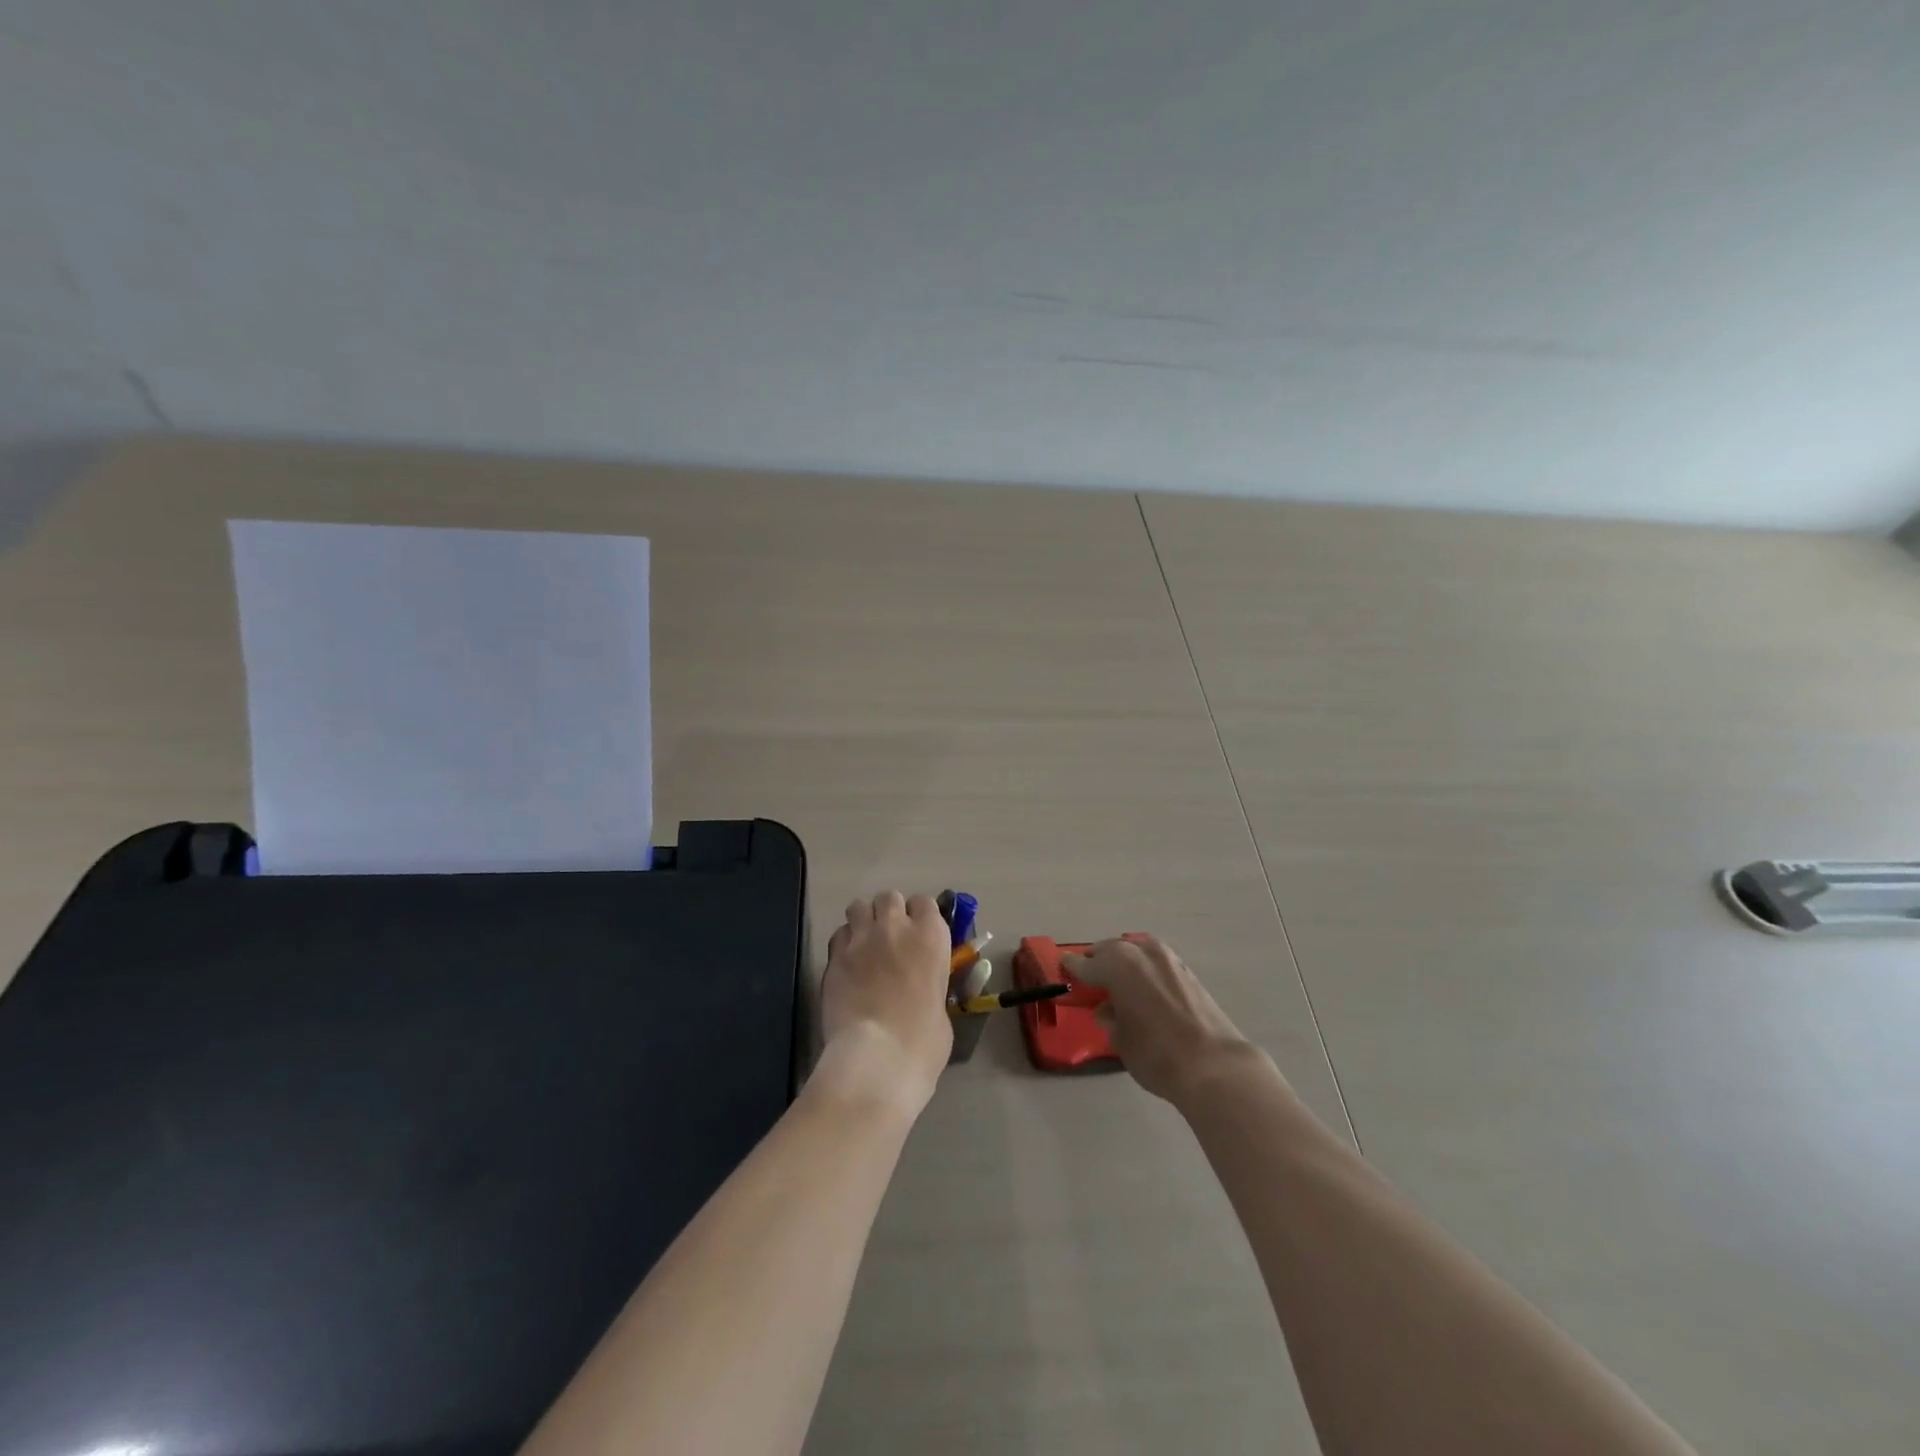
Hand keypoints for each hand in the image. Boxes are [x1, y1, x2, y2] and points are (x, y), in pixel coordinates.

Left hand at [817, 891, 953, 1115]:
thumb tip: (922, 991)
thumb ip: (931, 984)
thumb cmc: (922, 1041)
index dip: (920, 917)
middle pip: (889, 897)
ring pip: (858, 906)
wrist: (877, 1058)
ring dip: (864, 920)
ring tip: (865, 944)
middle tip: (890, 939)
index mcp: (931, 936)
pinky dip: (844, 943)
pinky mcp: (834, 956)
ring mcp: (861, 939)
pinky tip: (847, 963)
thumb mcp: (941, 1008)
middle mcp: (896, 927)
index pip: (925, 903)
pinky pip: (839, 934)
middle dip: (889, 912)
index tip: (919, 935)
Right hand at [1063, 936, 1261, 1105]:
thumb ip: (1109, 1018)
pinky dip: (1144, 970)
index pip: (1084, 964)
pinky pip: (1155, 962)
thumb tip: (1108, 1010)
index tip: (1062, 968)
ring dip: (1123, 962)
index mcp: (1116, 964)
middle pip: (1110, 950)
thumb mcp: (1120, 1040)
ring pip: (1135, 951)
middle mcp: (1140, 952)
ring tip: (1118, 982)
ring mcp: (1167, 958)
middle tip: (1090, 978)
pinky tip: (1144, 987)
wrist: (1214, 1065)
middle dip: (1098, 962)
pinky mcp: (1187, 971)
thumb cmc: (1156, 1054)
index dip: (1071, 969)